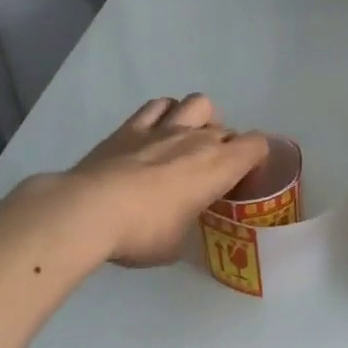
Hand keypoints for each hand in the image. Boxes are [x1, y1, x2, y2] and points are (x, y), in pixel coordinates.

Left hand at [45, 94, 269, 267]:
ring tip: (189, 141)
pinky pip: (158, 105)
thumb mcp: (178, 244)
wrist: (89, 211)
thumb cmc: (144, 233)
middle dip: (226, 147)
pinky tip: (157, 131)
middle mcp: (197, 139)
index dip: (257, 158)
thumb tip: (181, 226)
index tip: (245, 178)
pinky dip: (165, 113)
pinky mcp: (130, 127)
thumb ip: (189, 226)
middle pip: (227, 129)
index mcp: (219, 167)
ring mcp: (163, 128)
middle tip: (211, 173)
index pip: (257, 145)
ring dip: (200, 119)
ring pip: (197, 103)